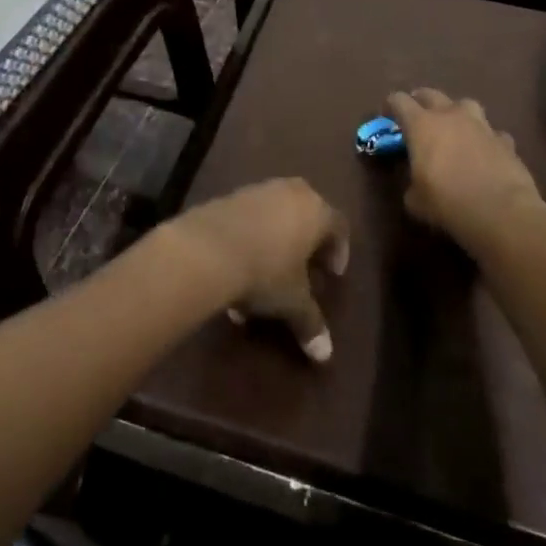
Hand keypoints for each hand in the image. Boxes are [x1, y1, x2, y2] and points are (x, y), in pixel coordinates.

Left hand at [164, 179, 348, 362]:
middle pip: (307, 213)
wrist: (206, 250)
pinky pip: (249, 217)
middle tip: (304, 269)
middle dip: (306, 242)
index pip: (339, 225)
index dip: (339, 251)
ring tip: (265, 276)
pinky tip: (238, 267)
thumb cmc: (265, 272)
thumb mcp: (292, 302)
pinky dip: (250, 238)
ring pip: (275, 215)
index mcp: (316, 211)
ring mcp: (257, 190)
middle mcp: (290, 192)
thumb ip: (311, 323)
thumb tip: (325, 355)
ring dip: (275, 242)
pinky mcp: (228, 196)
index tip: (331, 275)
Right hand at [385, 89, 545, 254]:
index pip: (399, 100)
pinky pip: (490, 132)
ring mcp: (481, 124)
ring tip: (453, 128)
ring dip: (455, 112)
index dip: (391, 105)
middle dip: (420, 101)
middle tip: (416, 116)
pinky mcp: (505, 139)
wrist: (501, 212)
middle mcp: (451, 115)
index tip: (387, 115)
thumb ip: (411, 183)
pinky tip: (484, 153)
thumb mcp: (415, 200)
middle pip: (430, 94)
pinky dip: (484, 139)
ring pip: (464, 104)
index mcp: (422, 125)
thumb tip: (416, 184)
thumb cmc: (448, 203)